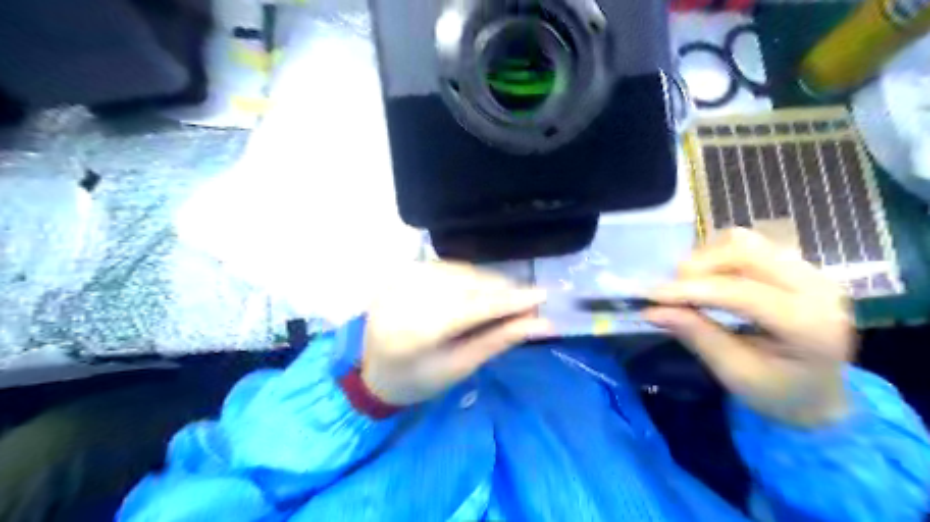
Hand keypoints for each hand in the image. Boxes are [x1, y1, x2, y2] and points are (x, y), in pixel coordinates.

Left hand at [363, 262, 550, 405]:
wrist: (373, 371)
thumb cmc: (418, 380)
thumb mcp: (459, 367)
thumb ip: (498, 340)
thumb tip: (540, 324)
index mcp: (415, 333)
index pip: (472, 308)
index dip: (509, 301)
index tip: (542, 296)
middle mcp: (405, 298)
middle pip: (465, 285)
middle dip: (501, 289)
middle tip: (529, 299)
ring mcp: (400, 281)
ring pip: (457, 272)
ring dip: (487, 280)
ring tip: (508, 294)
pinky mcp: (400, 273)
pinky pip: (444, 267)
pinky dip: (468, 275)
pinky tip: (480, 285)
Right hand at [648, 229, 855, 427]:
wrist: (819, 393)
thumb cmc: (778, 392)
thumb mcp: (735, 373)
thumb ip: (697, 336)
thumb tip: (653, 311)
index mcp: (810, 325)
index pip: (742, 293)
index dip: (691, 290)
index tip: (650, 295)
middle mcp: (816, 287)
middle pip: (745, 253)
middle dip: (698, 267)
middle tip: (670, 292)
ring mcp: (809, 271)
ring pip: (744, 242)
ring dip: (706, 258)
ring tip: (689, 285)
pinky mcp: (795, 265)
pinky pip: (748, 245)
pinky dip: (717, 256)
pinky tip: (708, 279)